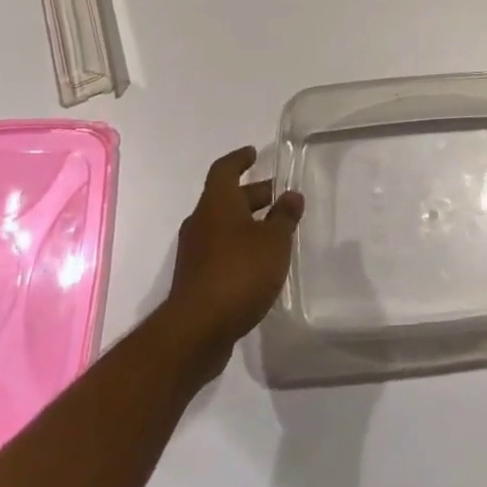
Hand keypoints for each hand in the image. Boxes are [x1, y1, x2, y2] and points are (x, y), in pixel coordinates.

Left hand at [162, 147, 304, 369]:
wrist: (196, 332)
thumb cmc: (238, 273)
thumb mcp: (274, 241)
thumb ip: (284, 217)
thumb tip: (292, 195)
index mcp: (217, 203)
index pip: (224, 169)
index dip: (239, 159)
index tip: (252, 154)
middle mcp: (201, 222)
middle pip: (225, 198)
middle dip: (251, 195)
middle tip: (277, 196)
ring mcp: (194, 253)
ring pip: (222, 226)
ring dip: (246, 223)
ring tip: (274, 231)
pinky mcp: (194, 280)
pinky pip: (218, 251)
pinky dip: (238, 248)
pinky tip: (258, 263)